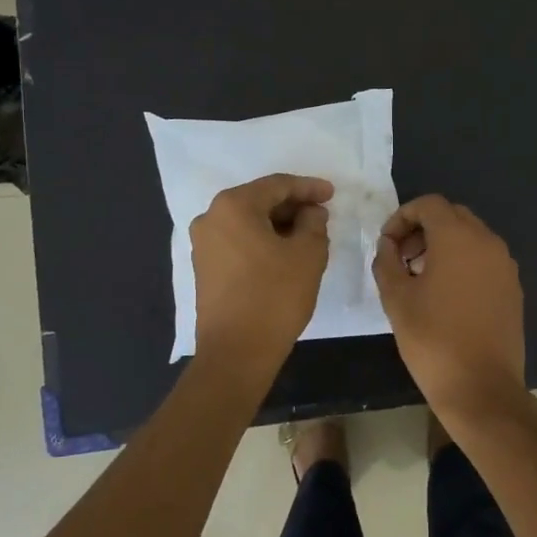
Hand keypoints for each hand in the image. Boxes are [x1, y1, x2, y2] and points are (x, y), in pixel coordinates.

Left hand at [191, 174, 333, 374]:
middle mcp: (211, 218)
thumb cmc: (275, 296)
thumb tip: (310, 212)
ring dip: (278, 225)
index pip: (277, 185)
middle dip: (293, 206)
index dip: (309, 188)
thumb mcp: (308, 254)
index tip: (332, 194)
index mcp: (234, 206)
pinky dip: (262, 241)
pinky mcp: (204, 268)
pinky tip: (285, 253)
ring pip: (248, 222)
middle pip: (259, 201)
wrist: (236, 352)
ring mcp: (203, 244)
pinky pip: (238, 242)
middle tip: (322, 215)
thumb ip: (314, 223)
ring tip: (308, 235)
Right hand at [371, 195, 526, 420]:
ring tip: (420, 276)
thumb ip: (387, 261)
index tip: (387, 244)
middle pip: (452, 216)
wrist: (482, 388)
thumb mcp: (396, 299)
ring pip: (471, 236)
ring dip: (443, 244)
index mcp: (458, 238)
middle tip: (401, 257)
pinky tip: (447, 294)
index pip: (429, 204)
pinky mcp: (513, 288)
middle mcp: (487, 242)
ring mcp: (505, 265)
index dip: (403, 217)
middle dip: (423, 228)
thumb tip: (388, 244)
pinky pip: (485, 259)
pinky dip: (463, 262)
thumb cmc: (433, 340)